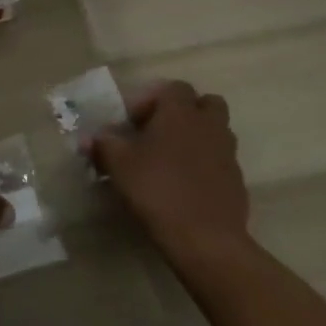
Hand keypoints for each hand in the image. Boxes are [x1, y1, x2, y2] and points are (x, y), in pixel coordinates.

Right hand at [89, 81, 250, 262]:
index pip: (173, 87)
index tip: (132, 123)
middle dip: (184, 112)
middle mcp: (209, 124)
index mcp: (181, 112)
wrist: (205, 238)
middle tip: (159, 133)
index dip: (151, 100)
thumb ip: (104, 145)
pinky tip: (186, 186)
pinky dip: (206, 165)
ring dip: (197, 137)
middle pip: (205, 103)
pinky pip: (220, 161)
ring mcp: (227, 152)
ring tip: (171, 160)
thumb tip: (89, 138)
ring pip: (216, 131)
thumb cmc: (157, 189)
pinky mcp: (236, 180)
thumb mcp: (119, 165)